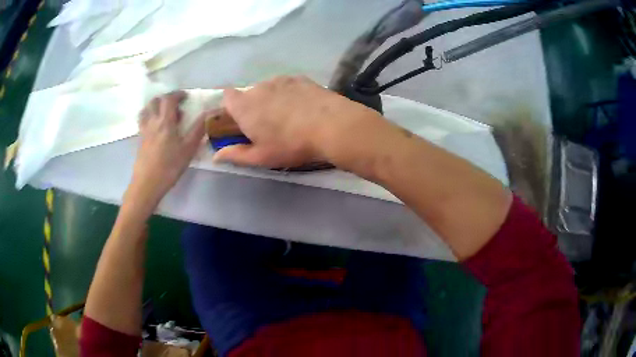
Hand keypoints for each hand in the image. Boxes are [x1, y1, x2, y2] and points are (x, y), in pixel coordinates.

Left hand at [130, 91, 205, 205]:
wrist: (147, 184)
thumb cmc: (169, 166)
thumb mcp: (188, 149)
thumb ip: (199, 129)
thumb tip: (211, 113)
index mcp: (165, 121)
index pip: (169, 98)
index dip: (178, 94)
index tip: (186, 97)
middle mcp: (152, 122)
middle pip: (155, 101)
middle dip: (166, 98)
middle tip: (175, 105)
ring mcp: (144, 131)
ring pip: (146, 110)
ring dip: (155, 106)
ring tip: (163, 114)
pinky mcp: (140, 140)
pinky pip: (142, 121)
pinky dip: (149, 117)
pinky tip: (155, 128)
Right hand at [213, 76, 386, 169]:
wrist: (332, 126)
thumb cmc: (291, 144)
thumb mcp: (261, 157)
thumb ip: (236, 155)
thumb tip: (216, 156)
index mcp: (244, 106)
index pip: (227, 97)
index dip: (230, 107)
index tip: (239, 120)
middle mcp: (259, 87)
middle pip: (249, 94)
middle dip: (253, 106)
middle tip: (267, 125)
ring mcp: (280, 80)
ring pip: (268, 88)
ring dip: (271, 99)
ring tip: (288, 116)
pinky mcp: (299, 78)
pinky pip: (286, 85)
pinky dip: (288, 94)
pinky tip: (302, 107)